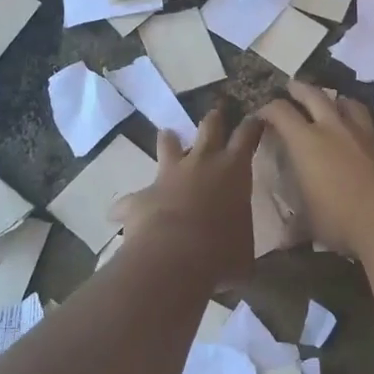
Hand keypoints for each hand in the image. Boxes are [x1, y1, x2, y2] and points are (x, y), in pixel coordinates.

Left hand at [110, 104, 264, 284]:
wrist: (175, 256)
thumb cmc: (222, 251)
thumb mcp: (244, 252)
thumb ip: (239, 246)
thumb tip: (239, 261)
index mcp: (234, 171)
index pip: (247, 137)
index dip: (253, 126)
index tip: (256, 118)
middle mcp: (201, 163)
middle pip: (209, 129)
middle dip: (214, 119)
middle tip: (217, 112)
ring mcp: (168, 176)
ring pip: (168, 147)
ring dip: (168, 141)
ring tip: (166, 133)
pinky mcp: (140, 196)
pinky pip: (129, 200)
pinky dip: (126, 206)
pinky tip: (117, 214)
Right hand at [256, 81, 373, 260]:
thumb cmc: (342, 221)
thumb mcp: (311, 225)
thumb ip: (297, 226)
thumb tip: (284, 241)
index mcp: (306, 143)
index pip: (280, 113)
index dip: (268, 109)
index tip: (262, 113)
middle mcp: (335, 129)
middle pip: (315, 96)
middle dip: (300, 89)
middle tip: (292, 87)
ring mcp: (368, 134)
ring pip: (352, 106)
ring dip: (340, 103)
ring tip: (336, 105)